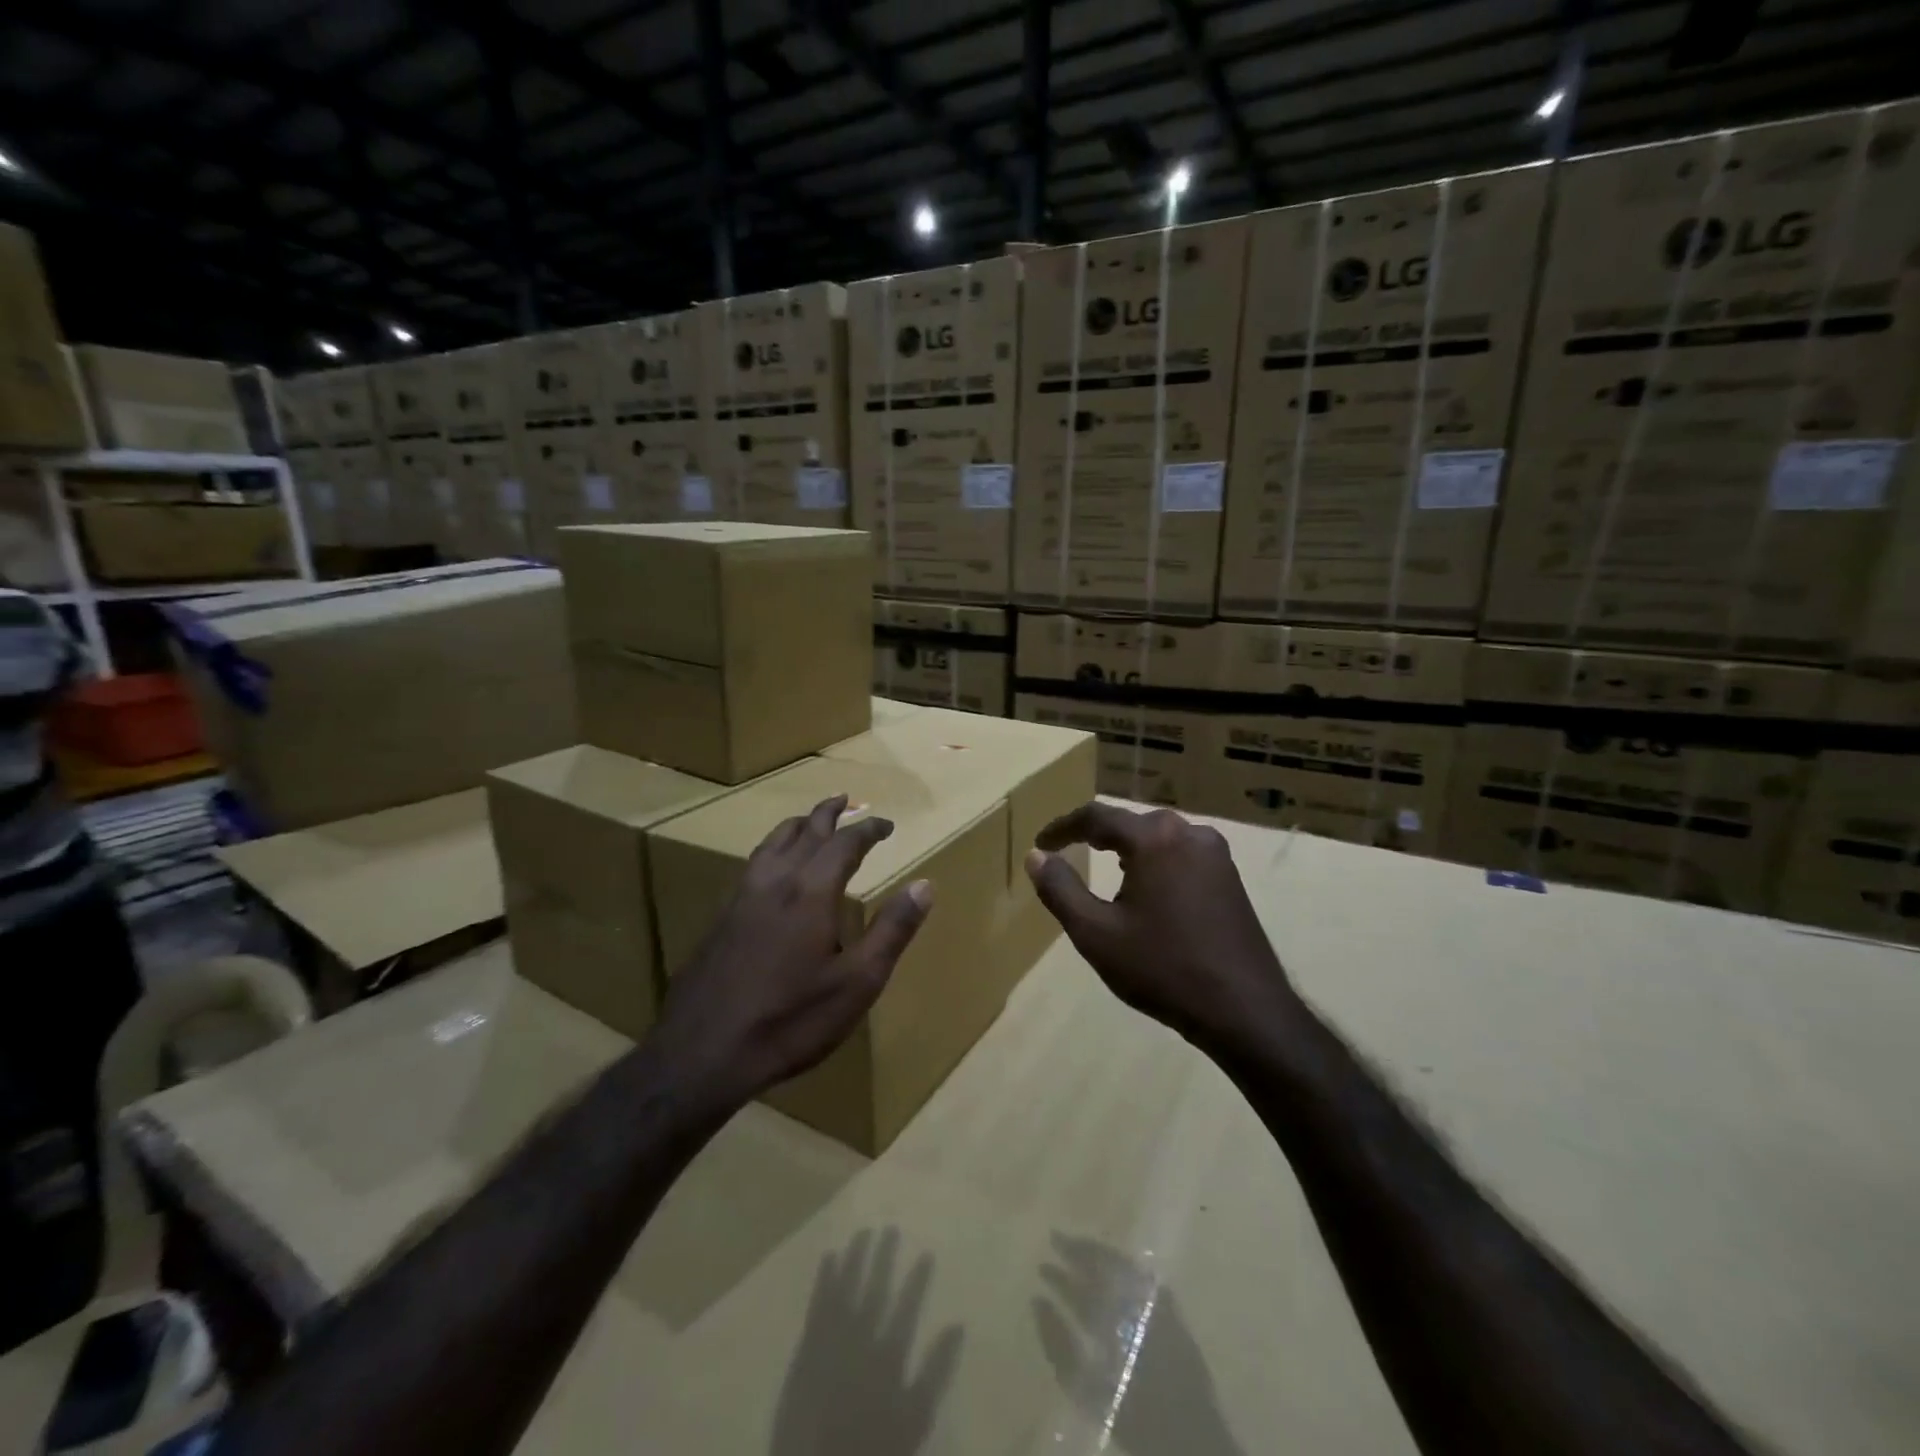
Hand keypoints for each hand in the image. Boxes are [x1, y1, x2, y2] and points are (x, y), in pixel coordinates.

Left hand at [654, 794, 931, 1110]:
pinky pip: (752, 865)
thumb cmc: (791, 1019)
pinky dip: (772, 850)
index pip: (845, 843)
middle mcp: (774, 882)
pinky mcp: (720, 919)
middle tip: (844, 799)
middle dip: (827, 813)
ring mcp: (741, 898)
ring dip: (795, 825)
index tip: (886, 824)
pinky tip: (771, 871)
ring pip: (771, 843)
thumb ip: (892, 930)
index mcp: (810, 891)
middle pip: (804, 832)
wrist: (702, 1053)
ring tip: (808, 822)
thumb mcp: (857, 982)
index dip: (868, 829)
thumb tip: (925, 885)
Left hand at [772, 1227, 964, 1455]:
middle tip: (890, 1228)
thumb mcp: (914, 1420)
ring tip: (863, 1232)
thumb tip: (958, 1327)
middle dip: (883, 1259)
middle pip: (874, 1291)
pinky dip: (824, 1279)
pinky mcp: (806, 1349)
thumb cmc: (871, 1447)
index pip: (906, 1309)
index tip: (927, 1253)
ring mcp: (830, 1342)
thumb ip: (935, 1373)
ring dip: (855, 1259)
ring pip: (845, 1289)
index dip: (917, 1281)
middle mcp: (860, 1341)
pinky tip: (829, 1257)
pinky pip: (817, 1305)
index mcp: (887, 1359)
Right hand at [1024, 803, 1294, 1058]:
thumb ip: (1060, 889)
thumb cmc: (1162, 968)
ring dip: (1128, 846)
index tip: (1041, 844)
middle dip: (1096, 833)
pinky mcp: (1230, 876)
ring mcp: (1216, 854)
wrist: (1244, 1010)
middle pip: (1131, 822)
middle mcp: (1189, 832)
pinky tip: (1147, 885)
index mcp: (1154, 839)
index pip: (1097, 816)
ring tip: (1103, 863)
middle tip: (1069, 849)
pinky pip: (1181, 853)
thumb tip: (1036, 856)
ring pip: (1159, 836)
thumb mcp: (1096, 933)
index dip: (1063, 827)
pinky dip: (1155, 860)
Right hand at [1033, 1233, 1244, 1455]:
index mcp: (1114, 1317)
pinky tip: (1116, 1268)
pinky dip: (1126, 1268)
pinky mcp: (1176, 1314)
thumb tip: (1037, 1301)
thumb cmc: (1135, 1418)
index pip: (1083, 1281)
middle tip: (1056, 1239)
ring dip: (1101, 1255)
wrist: (1191, 1442)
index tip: (1044, 1257)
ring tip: (1080, 1249)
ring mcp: (1160, 1305)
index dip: (1062, 1269)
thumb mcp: (1087, 1391)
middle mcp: (1137, 1303)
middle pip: (1104, 1265)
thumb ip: (1058, 1345)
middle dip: (1079, 1252)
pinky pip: (1146, 1278)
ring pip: (1124, 1265)